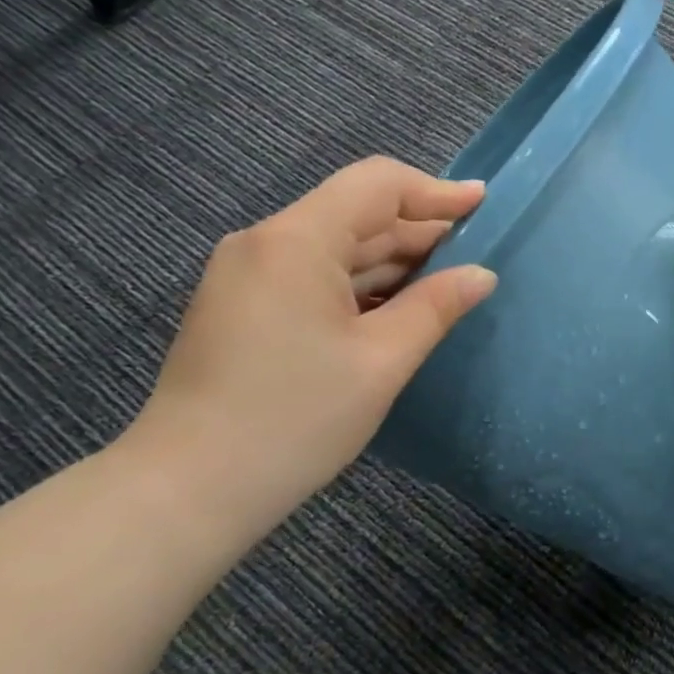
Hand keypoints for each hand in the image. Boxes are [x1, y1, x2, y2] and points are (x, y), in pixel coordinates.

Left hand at [127, 157, 494, 536]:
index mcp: (296, 241)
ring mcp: (248, 276)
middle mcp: (265, 243)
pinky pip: (314, 277)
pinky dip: (361, 286)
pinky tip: (398, 310)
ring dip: (393, 263)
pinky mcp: (243, 307)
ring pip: (336, 249)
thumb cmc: (296, 418)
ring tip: (448, 284)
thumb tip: (481, 274)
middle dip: (419, 232)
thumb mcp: (382, 361)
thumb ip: (436, 307)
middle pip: (356, 215)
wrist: (190, 488)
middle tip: (477, 255)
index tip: (483, 205)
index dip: (435, 191)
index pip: (376, 185)